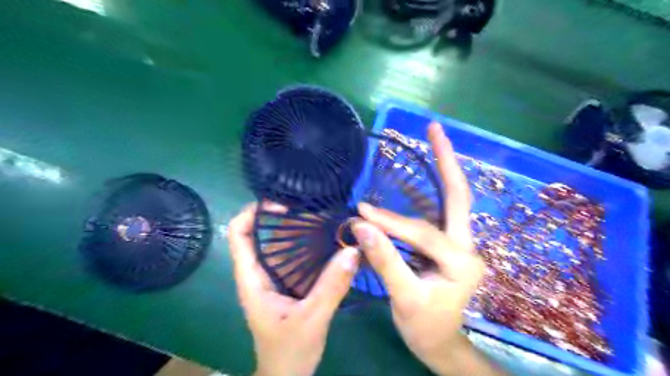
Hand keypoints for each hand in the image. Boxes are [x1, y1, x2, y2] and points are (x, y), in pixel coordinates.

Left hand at [227, 203, 358, 375]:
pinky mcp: (288, 284)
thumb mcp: (312, 319)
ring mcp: (274, 279)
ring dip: (296, 230)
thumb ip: (331, 286)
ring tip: (321, 217)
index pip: (238, 235)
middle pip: (261, 234)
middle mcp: (260, 273)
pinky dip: (307, 245)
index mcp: (252, 279)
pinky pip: (295, 258)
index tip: (280, 204)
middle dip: (281, 217)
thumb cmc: (289, 352)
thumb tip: (352, 250)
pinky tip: (327, 241)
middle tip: (308, 206)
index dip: (252, 214)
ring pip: (279, 245)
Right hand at [353, 122, 505, 375]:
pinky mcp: (448, 242)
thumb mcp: (404, 298)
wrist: (440, 342)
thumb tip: (363, 227)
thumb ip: (385, 261)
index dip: (391, 222)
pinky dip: (430, 188)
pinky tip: (423, 172)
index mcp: (461, 263)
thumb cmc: (424, 325)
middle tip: (434, 129)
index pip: (422, 233)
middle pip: (459, 197)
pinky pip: (439, 210)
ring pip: (451, 200)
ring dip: (441, 169)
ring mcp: (460, 242)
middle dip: (447, 161)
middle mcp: (467, 246)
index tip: (362, 212)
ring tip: (432, 139)